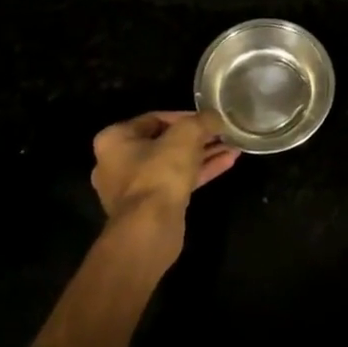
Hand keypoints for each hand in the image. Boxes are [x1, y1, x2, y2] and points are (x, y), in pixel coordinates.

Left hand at [91, 110, 239, 226]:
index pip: (155, 118)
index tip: (209, 119)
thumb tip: (215, 117)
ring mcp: (133, 188)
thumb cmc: (159, 173)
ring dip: (203, 154)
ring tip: (232, 147)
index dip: (186, 116)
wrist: (149, 230)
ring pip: (173, 163)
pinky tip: (227, 162)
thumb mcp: (186, 135)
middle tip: (222, 133)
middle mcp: (117, 162)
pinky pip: (176, 182)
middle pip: (165, 142)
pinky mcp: (149, 207)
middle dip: (198, 137)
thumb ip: (202, 120)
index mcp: (115, 139)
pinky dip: (199, 172)